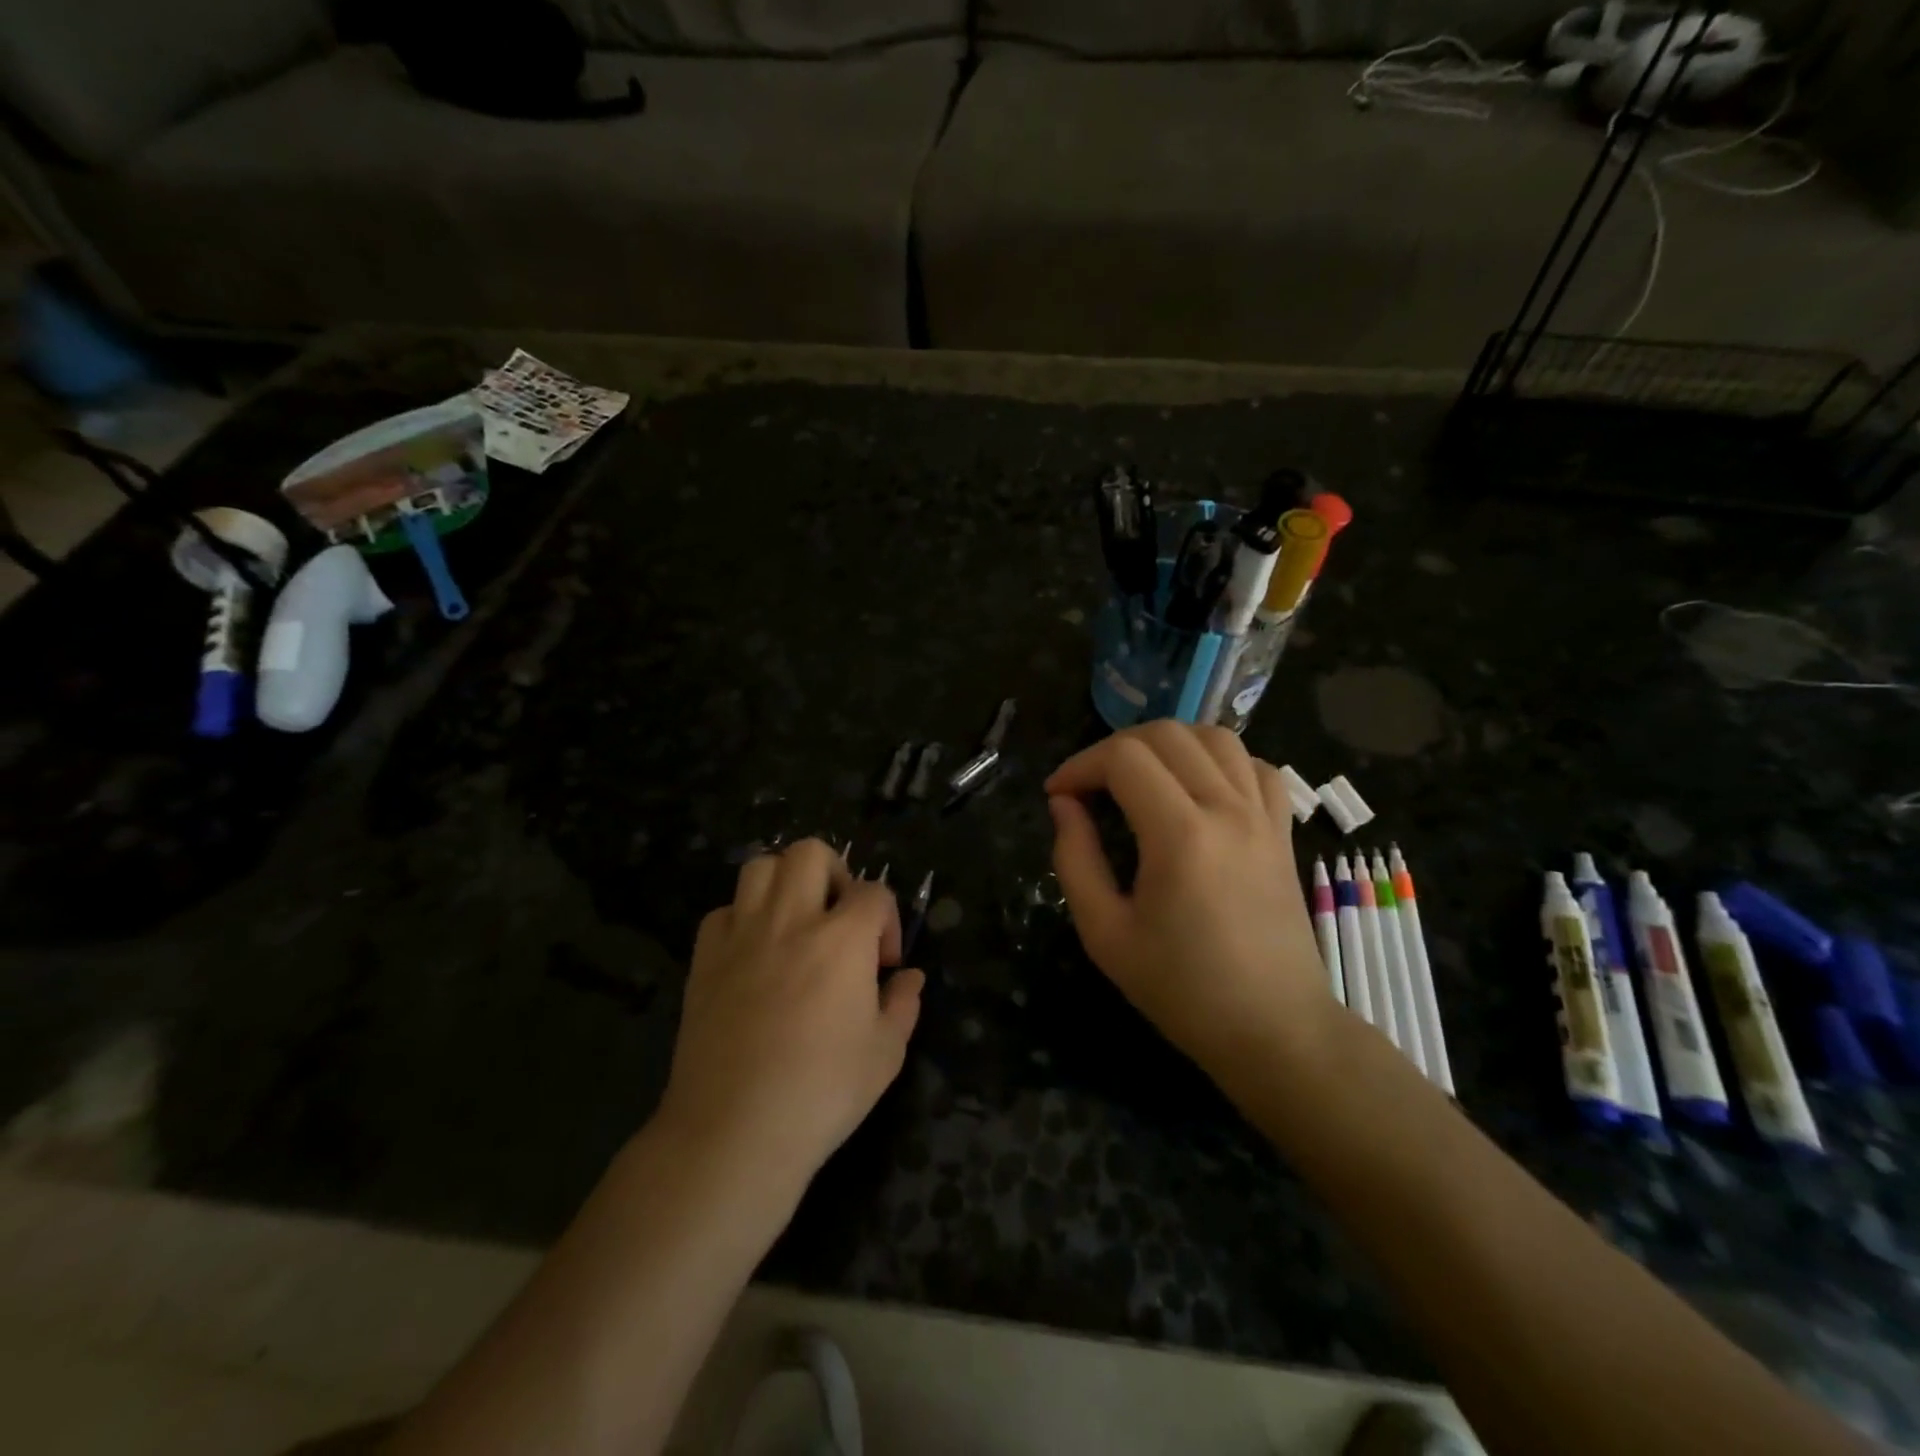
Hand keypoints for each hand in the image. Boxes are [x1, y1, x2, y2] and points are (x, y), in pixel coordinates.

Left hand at [660, 839, 923, 1191]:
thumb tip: (910, 978)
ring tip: (796, 922)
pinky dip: (743, 918)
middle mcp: (791, 920)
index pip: (873, 892)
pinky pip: (723, 911)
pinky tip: (754, 952)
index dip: (887, 920)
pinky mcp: (704, 959)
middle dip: (835, 873)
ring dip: (785, 882)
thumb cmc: (821, 1093)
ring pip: (759, 867)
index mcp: (842, 938)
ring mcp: (741, 935)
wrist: (733, 1131)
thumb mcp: (885, 1054)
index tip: (885, 964)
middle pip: (810, 852)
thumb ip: (904, 1005)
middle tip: (839, 918)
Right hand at [1045, 722, 1335, 1087]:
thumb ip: (1075, 860)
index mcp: (1180, 836)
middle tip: (1090, 785)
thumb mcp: (1105, 934)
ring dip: (1167, 744)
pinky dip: (1219, 759)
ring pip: (1214, 737)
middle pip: (1167, 734)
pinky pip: (1255, 765)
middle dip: (1114, 747)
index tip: (1058, 795)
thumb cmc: (1182, 990)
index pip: (1124, 759)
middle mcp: (1227, 809)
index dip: (1079, 765)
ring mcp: (1262, 816)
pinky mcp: (1282, 829)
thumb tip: (1064, 805)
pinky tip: (1197, 787)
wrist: (1274, 1029)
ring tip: (1140, 777)